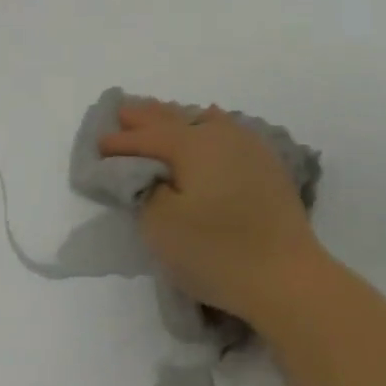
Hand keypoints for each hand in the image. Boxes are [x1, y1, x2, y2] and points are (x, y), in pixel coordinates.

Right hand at [98, 101, 325, 328]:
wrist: (286, 274)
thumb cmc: (217, 251)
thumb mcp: (162, 226)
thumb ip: (146, 191)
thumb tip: (150, 174)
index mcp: (194, 143)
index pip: (149, 137)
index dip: (122, 141)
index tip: (99, 143)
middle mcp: (223, 135)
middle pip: (178, 119)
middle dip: (148, 117)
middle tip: (124, 110)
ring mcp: (250, 147)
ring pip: (205, 122)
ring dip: (179, 120)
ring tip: (162, 116)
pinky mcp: (268, 166)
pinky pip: (227, 133)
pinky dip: (208, 129)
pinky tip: (211, 127)